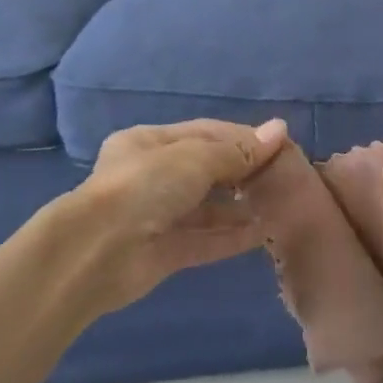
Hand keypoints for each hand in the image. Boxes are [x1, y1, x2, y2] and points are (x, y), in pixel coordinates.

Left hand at [76, 118, 288, 310]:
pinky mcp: (164, 252)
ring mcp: (157, 217)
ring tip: (279, 205)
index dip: (243, 138)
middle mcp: (152, 177)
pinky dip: (231, 237)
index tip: (280, 145)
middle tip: (284, 177)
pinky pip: (204, 240)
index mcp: (149, 143)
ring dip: (239, 207)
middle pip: (206, 170)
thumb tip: (280, 130)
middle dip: (243, 173)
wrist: (98, 252)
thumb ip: (238, 150)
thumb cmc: (146, 186)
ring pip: (206, 208)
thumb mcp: (195, 158)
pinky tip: (262, 233)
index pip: (205, 133)